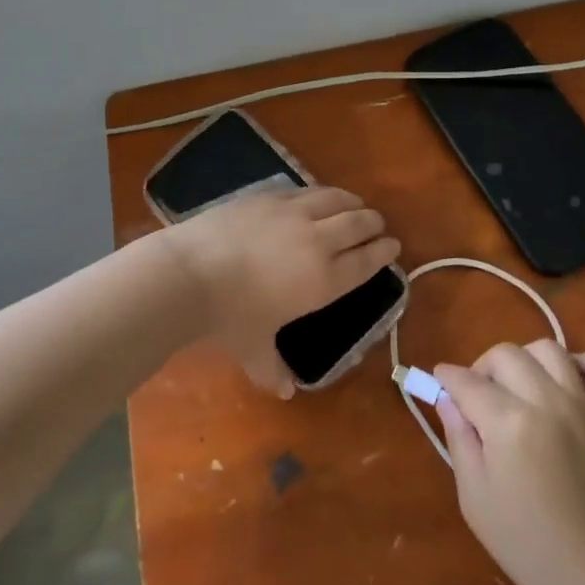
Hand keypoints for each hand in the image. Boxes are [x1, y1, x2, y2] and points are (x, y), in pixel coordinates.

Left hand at [161, 185, 400, 395]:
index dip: (383, 251)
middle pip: (358, 223)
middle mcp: (319, 241)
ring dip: (351, 202)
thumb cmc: (228, 317)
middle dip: (373, 223)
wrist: (191, 273)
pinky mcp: (270, 196)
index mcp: (325, 280)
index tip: (393, 245)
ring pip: (335, 199)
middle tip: (378, 224)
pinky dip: (319, 193)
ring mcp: (294, 213)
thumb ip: (272, 368)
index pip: (366, 261)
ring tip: (355, 204)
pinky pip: (305, 190)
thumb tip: (284, 394)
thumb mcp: (253, 349)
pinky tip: (316, 196)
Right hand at [435, 340, 584, 584]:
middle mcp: (547, 402)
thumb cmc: (524, 544)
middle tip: (476, 398)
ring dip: (526, 360)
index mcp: (510, 423)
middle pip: (507, 354)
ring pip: (549, 349)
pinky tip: (569, 377)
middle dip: (482, 368)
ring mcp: (583, 407)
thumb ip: (459, 439)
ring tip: (517, 388)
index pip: (468, 381)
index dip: (447, 378)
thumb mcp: (474, 497)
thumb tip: (448, 399)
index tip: (438, 381)